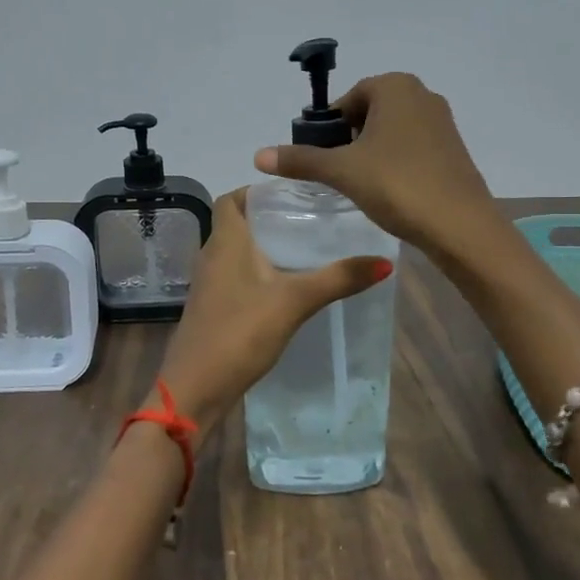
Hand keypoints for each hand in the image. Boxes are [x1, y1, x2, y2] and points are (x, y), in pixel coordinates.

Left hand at [152, 189, 392, 438]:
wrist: (195, 388)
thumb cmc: (239, 332)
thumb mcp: (294, 302)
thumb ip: (337, 279)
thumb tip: (384, 262)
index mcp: (225, 241)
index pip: (231, 199)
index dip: (255, 190)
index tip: (292, 193)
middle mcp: (211, 256)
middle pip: (236, 223)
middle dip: (269, 218)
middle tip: (309, 219)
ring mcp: (209, 285)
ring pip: (236, 252)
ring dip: (264, 247)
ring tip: (304, 249)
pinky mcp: (212, 309)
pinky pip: (236, 278)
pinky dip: (258, 273)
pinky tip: (286, 288)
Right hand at [252, 72, 500, 263]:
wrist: (459, 225)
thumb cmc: (396, 184)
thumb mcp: (342, 171)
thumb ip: (301, 160)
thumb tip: (258, 155)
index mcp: (396, 86)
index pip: (350, 97)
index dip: (331, 126)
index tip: (322, 155)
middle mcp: (423, 95)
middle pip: (371, 111)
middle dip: (351, 138)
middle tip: (340, 171)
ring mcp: (443, 123)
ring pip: (392, 130)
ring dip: (373, 151)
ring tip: (362, 184)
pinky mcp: (453, 150)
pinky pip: (413, 147)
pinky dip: (396, 162)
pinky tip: (389, 191)